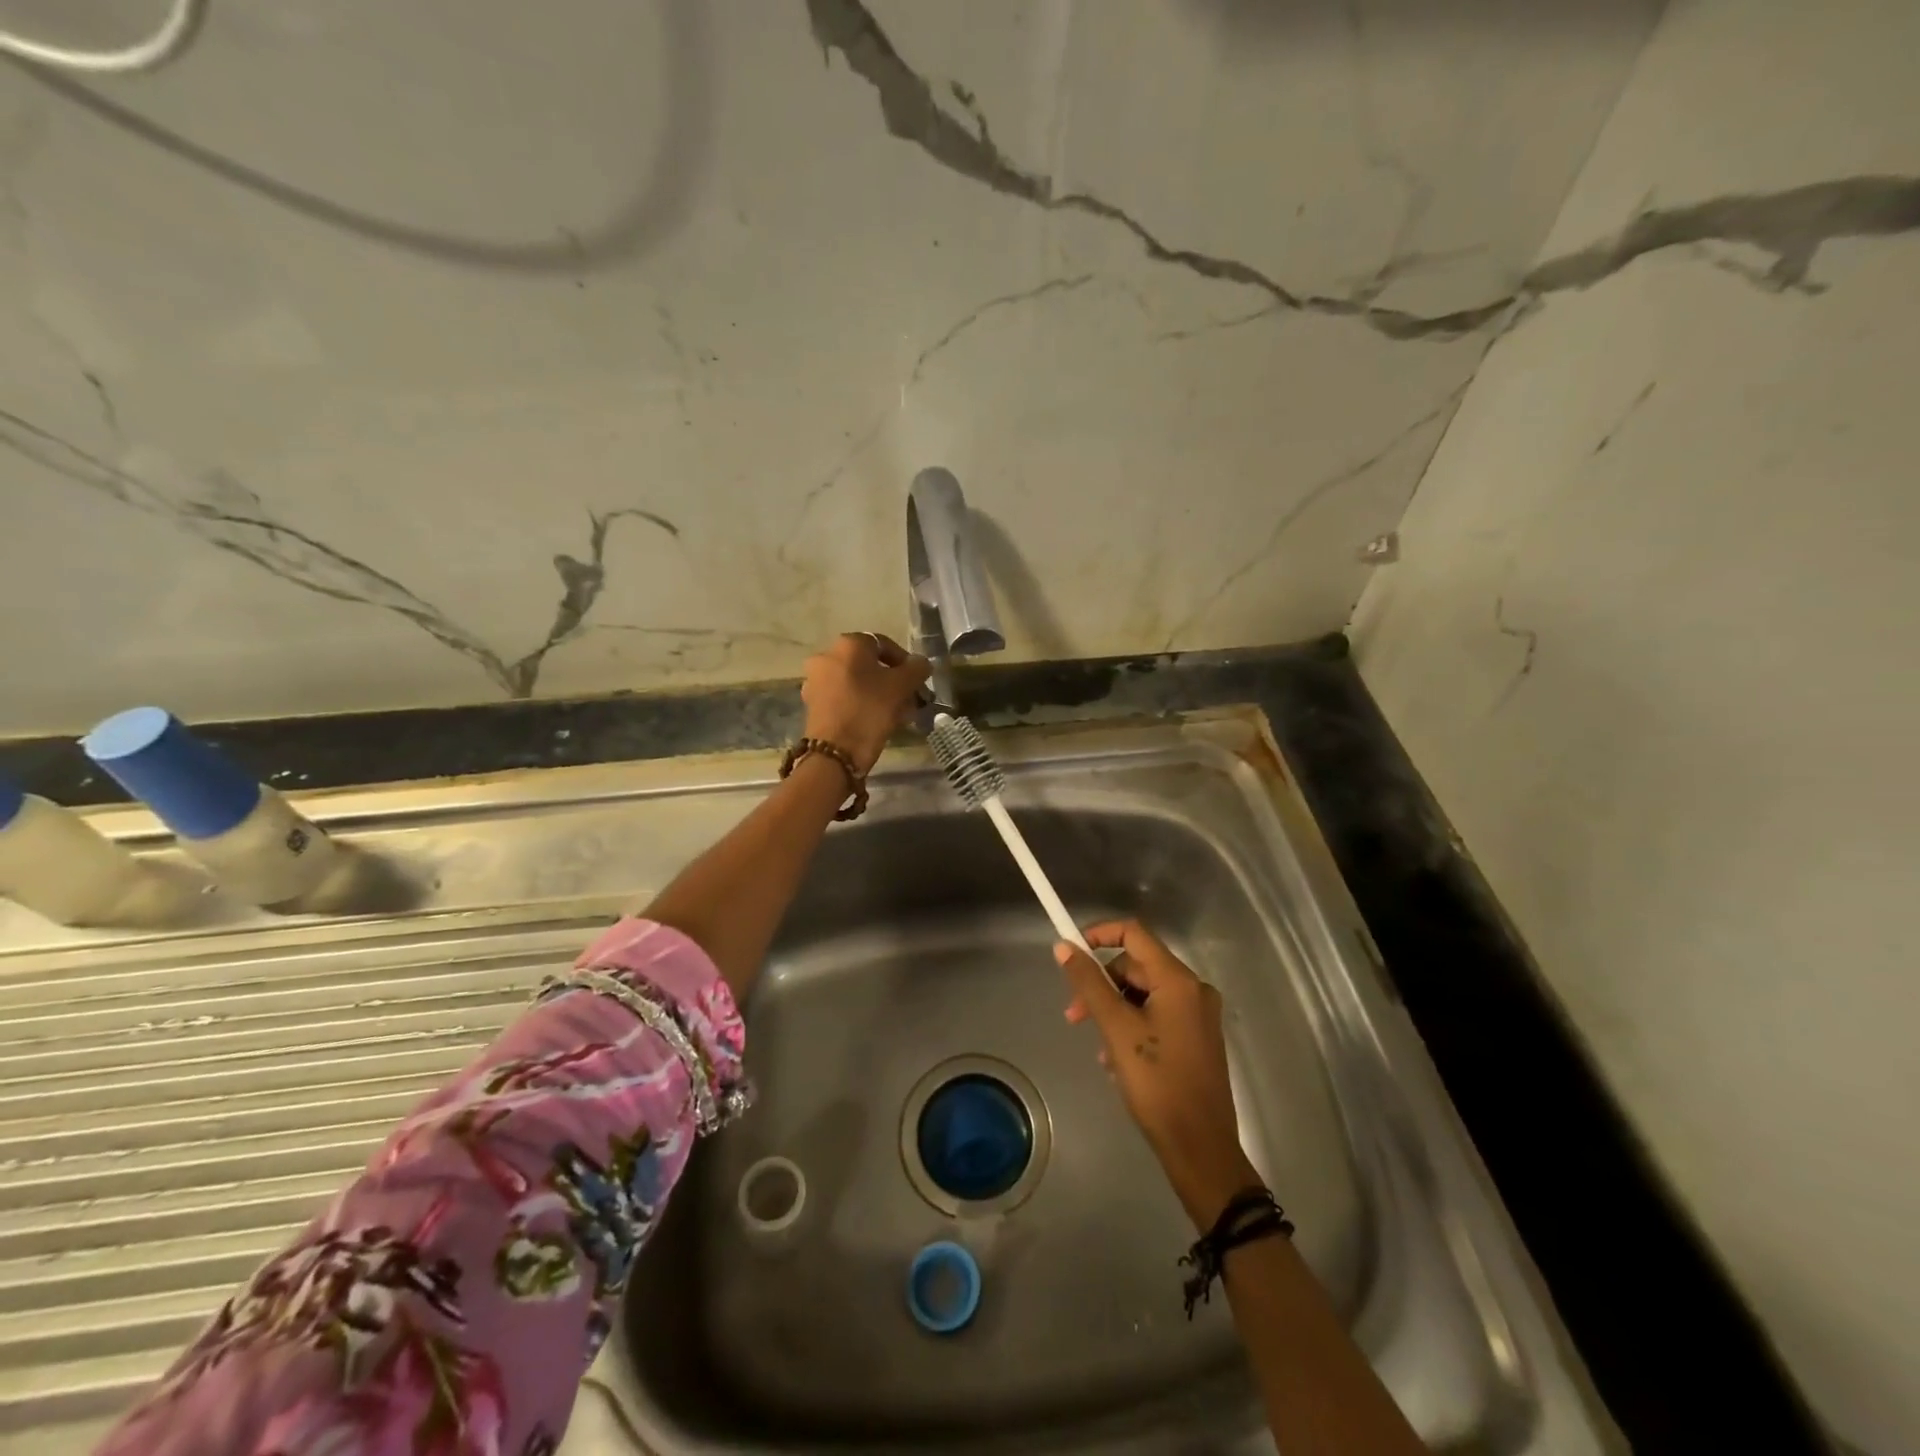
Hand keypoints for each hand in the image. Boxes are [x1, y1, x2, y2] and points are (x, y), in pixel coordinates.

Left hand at [801, 633, 930, 775]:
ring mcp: (816, 681)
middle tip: (909, 698)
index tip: (917, 681)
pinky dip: (862, 704)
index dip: (904, 661)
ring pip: (857, 682)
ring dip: (879, 693)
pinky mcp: (813, 704)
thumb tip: (921, 663)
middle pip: (868, 664)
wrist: (835, 753)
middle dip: (892, 680)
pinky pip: (845, 697)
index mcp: (847, 644)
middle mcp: (826, 656)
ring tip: (898, 713)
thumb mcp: (901, 687)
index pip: (883, 644)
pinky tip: (878, 721)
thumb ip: (916, 669)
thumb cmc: (869, 710)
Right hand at [1056, 920, 1260, 1229]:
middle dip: (1101, 985)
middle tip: (1074, 1016)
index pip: (1133, 933)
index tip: (1071, 953)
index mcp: (1178, 980)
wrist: (1200, 1148)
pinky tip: (1117, 1061)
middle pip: (1136, 966)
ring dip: (1114, 1011)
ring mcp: (1198, 1015)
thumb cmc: (1157, 1084)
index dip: (1099, 935)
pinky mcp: (1197, 1038)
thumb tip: (1064, 947)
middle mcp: (1194, 989)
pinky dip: (1132, 1027)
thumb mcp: (1116, 1029)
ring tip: (1099, 1049)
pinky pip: (1157, 1015)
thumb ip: (1089, 984)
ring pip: (1144, 994)